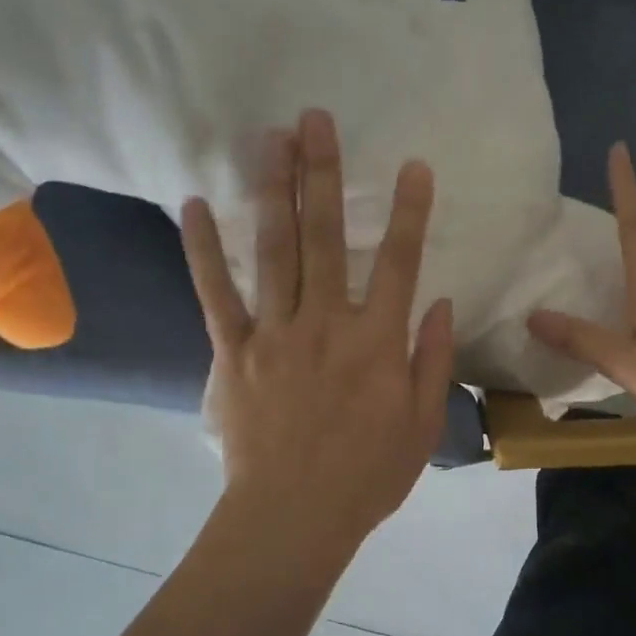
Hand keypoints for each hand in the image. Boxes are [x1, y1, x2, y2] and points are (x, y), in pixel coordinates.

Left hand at [182, 110, 454, 551]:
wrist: (294, 517)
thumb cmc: (367, 476)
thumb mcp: (422, 425)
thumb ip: (432, 359)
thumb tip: (441, 303)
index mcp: (377, 342)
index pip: (399, 263)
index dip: (408, 212)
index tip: (412, 166)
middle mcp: (326, 323)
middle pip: (326, 237)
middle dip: (323, 174)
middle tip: (316, 118)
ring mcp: (275, 333)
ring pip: (274, 251)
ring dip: (273, 190)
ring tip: (270, 137)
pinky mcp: (233, 352)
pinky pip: (216, 294)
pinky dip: (203, 250)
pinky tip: (194, 205)